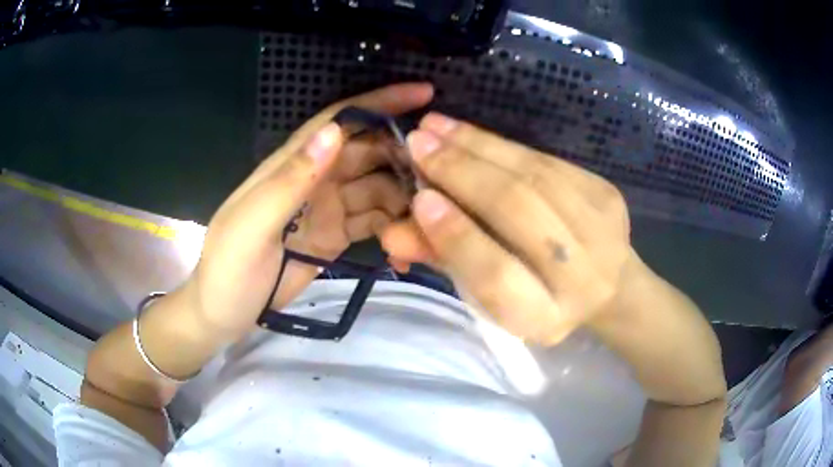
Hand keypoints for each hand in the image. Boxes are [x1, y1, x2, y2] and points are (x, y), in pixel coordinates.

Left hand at [188, 83, 433, 340]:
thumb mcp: (251, 225)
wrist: (224, 312)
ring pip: (378, 186)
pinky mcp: (338, 235)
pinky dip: (394, 226)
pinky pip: (374, 220)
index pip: (340, 121)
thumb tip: (334, 131)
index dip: (380, 102)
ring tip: (435, 213)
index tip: (424, 93)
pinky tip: (410, 242)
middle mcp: (316, 178)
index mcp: (292, 165)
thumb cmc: (229, 268)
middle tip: (444, 172)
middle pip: (368, 151)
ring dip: (405, 195)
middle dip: (404, 153)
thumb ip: (290, 180)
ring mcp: (329, 207)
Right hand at [381, 113, 632, 344]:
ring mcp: (602, 230)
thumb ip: (444, 261)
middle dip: (462, 172)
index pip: (496, 275)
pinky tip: (470, 133)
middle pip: (519, 211)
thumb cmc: (537, 294)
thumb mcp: (489, 295)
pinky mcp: (607, 195)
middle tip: (417, 143)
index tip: (419, 199)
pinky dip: (503, 144)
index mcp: (544, 317)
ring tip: (436, 126)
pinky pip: (548, 160)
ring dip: (479, 146)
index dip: (456, 235)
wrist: (607, 283)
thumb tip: (393, 233)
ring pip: (534, 175)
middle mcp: (580, 278)